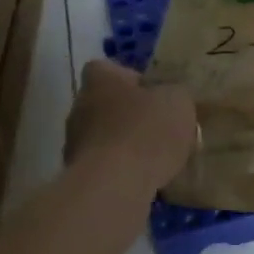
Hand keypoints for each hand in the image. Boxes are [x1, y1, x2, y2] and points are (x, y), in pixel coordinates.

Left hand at [65, 59, 196, 193]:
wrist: (115, 184)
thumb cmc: (146, 131)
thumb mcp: (178, 102)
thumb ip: (175, 94)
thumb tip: (172, 96)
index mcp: (100, 79)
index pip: (109, 69)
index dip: (132, 80)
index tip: (154, 95)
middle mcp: (79, 105)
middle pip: (107, 104)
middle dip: (130, 115)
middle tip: (160, 128)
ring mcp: (74, 141)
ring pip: (105, 136)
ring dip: (125, 143)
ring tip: (156, 158)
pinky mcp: (78, 173)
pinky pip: (105, 164)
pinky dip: (121, 169)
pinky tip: (144, 178)